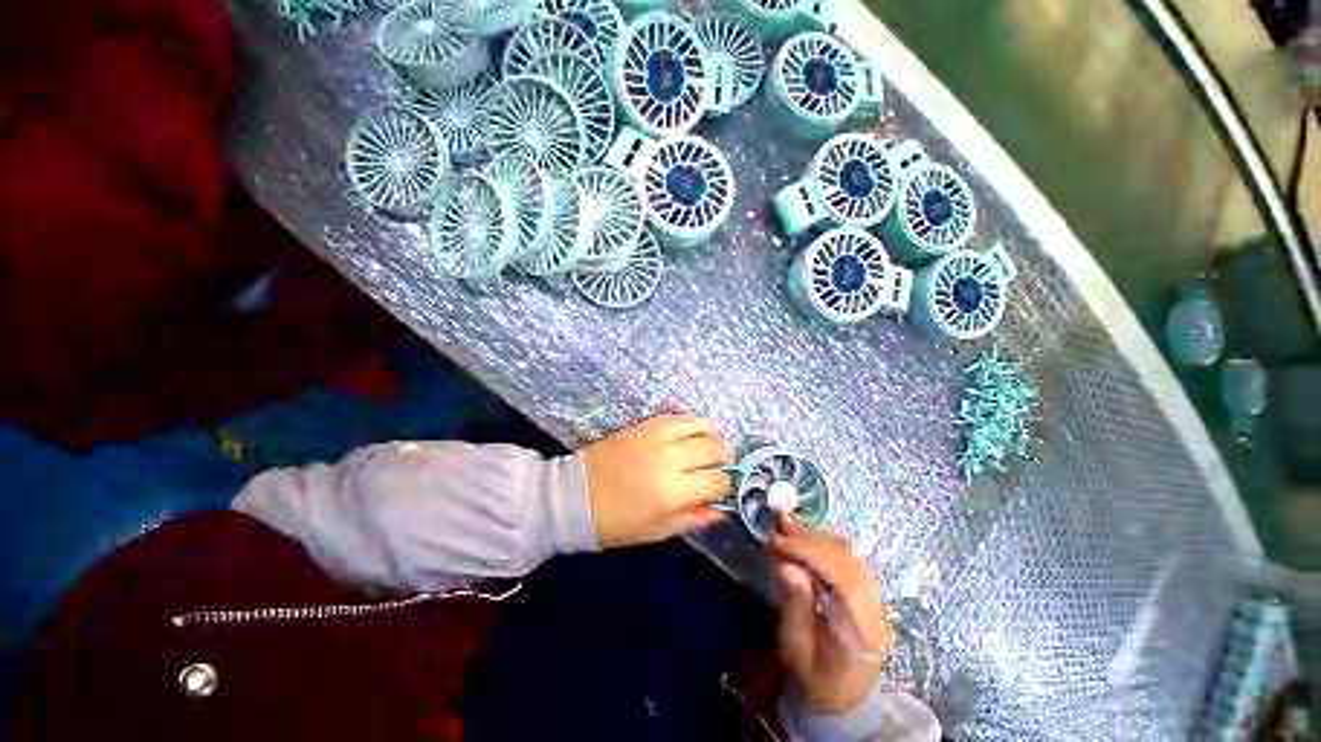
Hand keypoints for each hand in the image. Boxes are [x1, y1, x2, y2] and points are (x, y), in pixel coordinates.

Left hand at [582, 413, 733, 547]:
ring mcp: (657, 437)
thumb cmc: (616, 522)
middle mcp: (670, 459)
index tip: (725, 488)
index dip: (727, 485)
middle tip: (724, 465)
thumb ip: (693, 518)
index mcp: (673, 493)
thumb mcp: (657, 531)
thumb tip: (723, 509)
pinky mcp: (645, 424)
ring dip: (713, 435)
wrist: (575, 495)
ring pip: (700, 426)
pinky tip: (694, 432)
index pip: (718, 481)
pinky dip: (693, 422)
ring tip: (712, 446)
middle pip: (714, 448)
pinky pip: (679, 416)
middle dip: (726, 457)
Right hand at [774, 517, 892, 713]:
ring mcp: (874, 599)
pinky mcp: (868, 593)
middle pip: (845, 560)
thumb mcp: (796, 650)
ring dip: (817, 536)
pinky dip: (827, 542)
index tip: (774, 540)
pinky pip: (850, 559)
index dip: (806, 552)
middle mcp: (873, 607)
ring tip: (788, 523)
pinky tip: (810, 535)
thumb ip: (794, 608)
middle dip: (809, 537)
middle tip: (778, 520)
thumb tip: (786, 566)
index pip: (838, 576)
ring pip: (849, 556)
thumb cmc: (814, 678)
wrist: (844, 698)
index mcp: (858, 628)